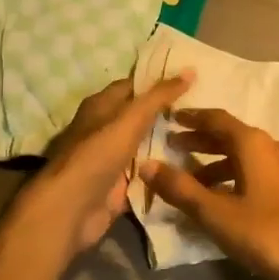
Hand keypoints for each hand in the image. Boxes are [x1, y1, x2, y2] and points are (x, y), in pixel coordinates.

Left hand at [23, 72, 194, 260]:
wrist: (72, 209)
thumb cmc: (98, 154)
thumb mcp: (131, 118)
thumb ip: (160, 96)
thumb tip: (189, 70)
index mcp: (102, 105)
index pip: (135, 86)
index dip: (159, 82)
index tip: (191, 80)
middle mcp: (106, 129)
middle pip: (142, 116)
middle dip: (169, 113)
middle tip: (204, 108)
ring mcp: (113, 159)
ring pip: (146, 146)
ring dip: (169, 143)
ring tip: (206, 136)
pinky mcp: (120, 186)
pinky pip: (147, 174)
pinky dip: (164, 172)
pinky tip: (191, 167)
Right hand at [140, 108, 278, 279]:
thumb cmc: (266, 233)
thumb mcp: (216, 213)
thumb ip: (180, 188)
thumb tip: (148, 164)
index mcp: (254, 143)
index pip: (217, 119)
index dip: (193, 118)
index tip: (172, 118)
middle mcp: (275, 146)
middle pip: (233, 136)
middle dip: (202, 141)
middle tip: (175, 147)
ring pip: (248, 156)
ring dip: (219, 163)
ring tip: (195, 180)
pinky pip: (261, 170)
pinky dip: (238, 175)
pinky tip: (227, 197)